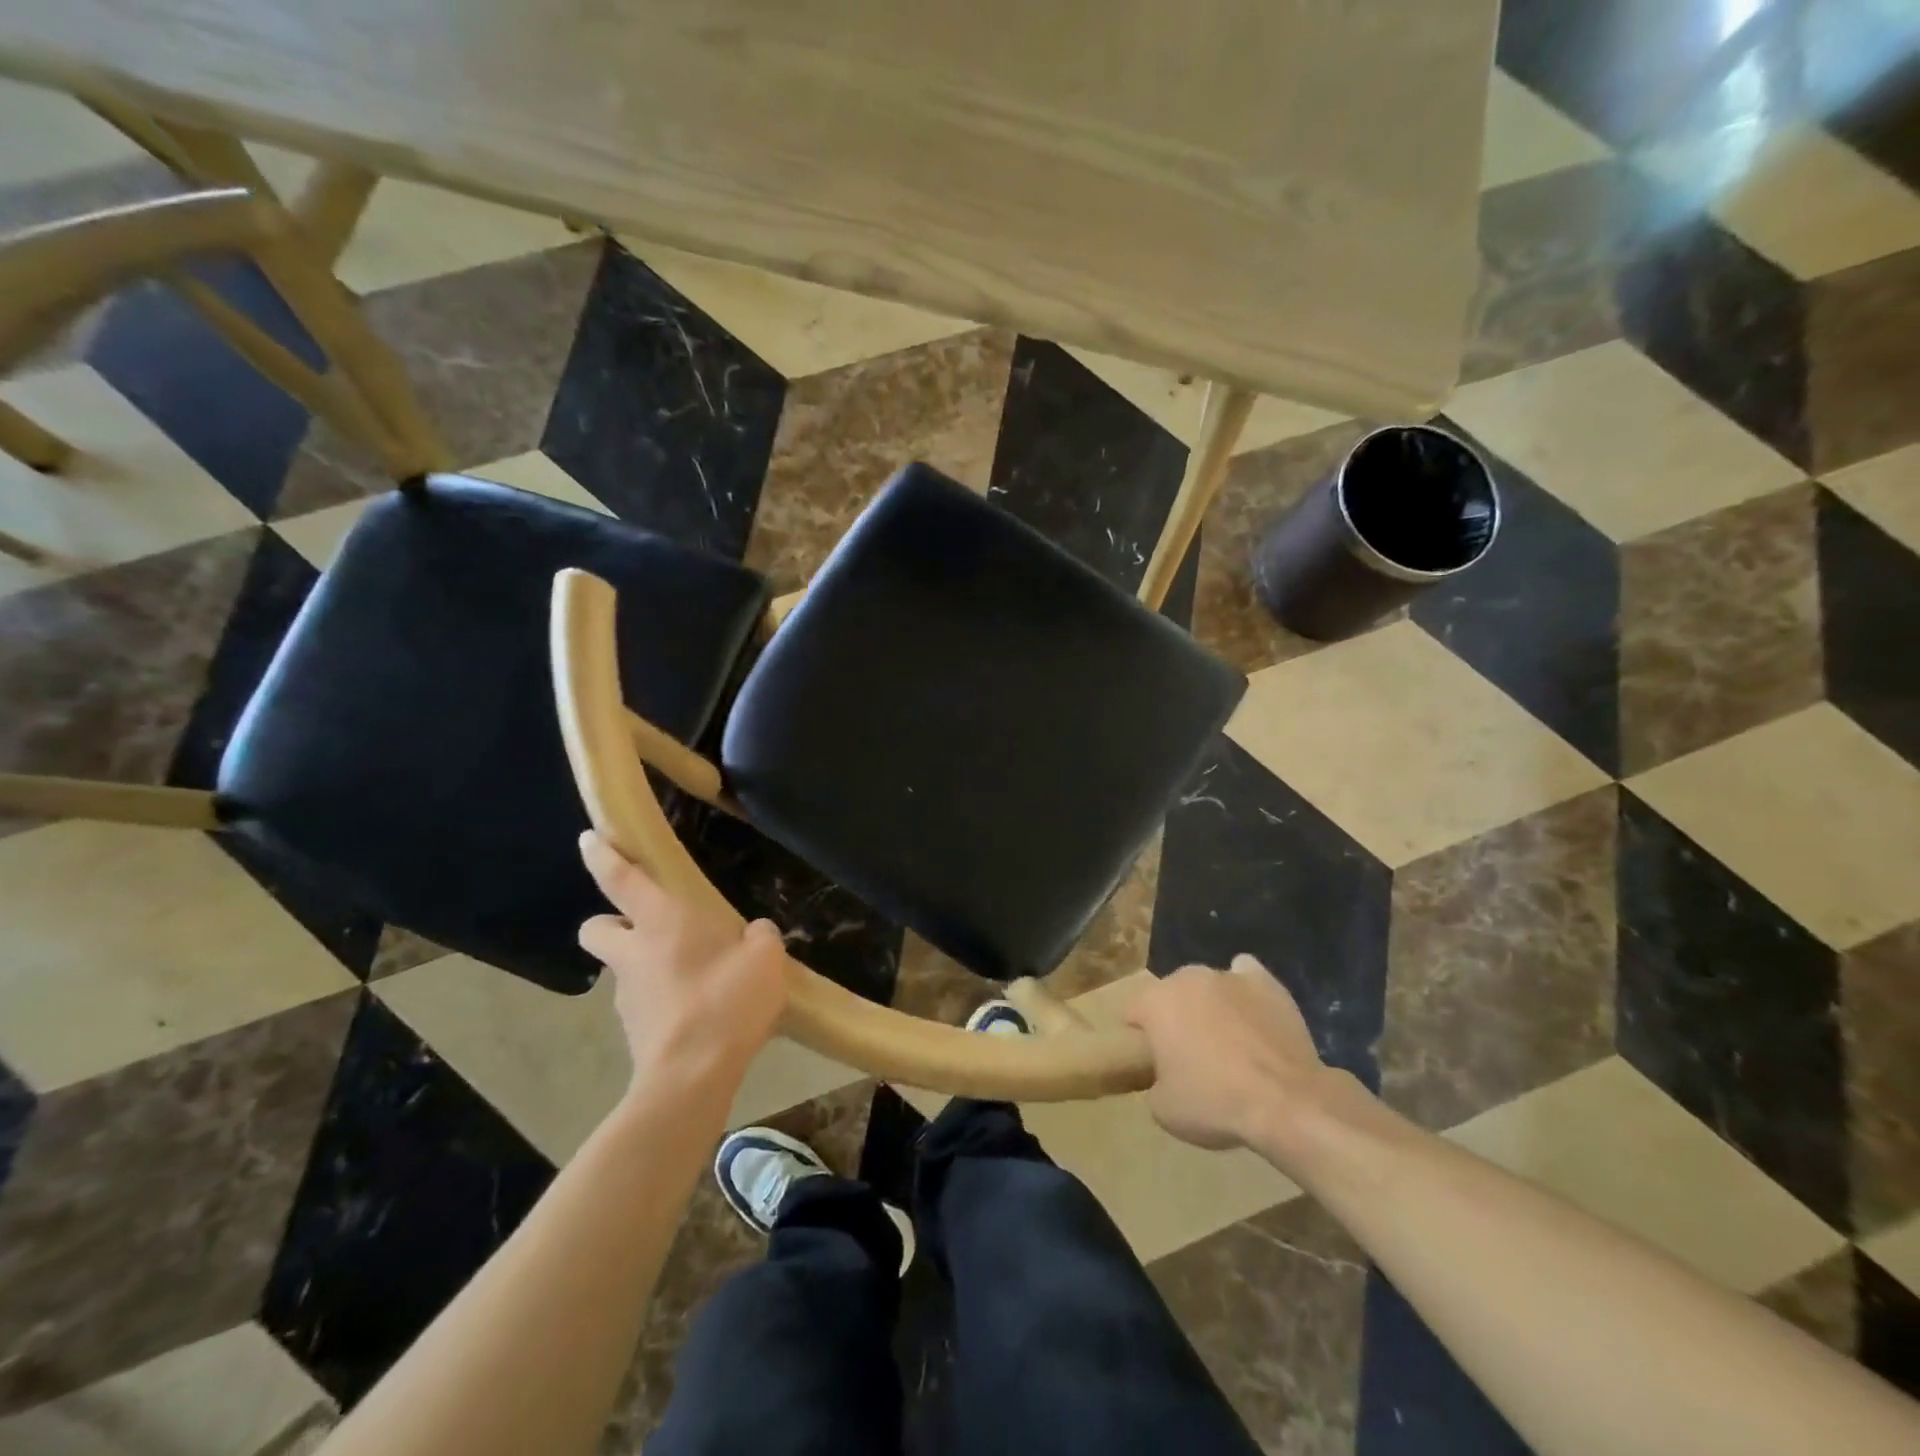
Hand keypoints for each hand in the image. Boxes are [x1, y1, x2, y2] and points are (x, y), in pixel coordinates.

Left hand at [577, 832, 788, 1095]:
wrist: (692, 1076)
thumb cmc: (726, 1000)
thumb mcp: (765, 958)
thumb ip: (760, 937)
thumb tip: (754, 934)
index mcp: (662, 921)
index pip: (621, 878)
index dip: (603, 855)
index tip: (588, 839)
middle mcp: (634, 952)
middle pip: (597, 928)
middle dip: (611, 923)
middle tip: (648, 930)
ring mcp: (628, 995)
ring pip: (623, 968)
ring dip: (647, 966)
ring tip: (698, 980)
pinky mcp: (634, 1030)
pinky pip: (645, 1003)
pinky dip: (663, 1001)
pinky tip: (700, 1013)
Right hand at [1124, 957, 1329, 1152]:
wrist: (1286, 1102)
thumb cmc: (1215, 1103)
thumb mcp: (1163, 1109)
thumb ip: (1154, 1080)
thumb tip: (1165, 1073)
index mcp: (1156, 1002)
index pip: (1132, 1011)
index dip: (1138, 1036)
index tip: (1150, 1060)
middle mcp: (1187, 978)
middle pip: (1170, 994)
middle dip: (1174, 1017)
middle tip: (1189, 1053)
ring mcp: (1228, 976)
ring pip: (1206, 985)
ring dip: (1208, 1005)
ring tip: (1226, 1039)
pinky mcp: (1266, 983)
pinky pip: (1245, 974)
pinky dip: (1242, 990)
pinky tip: (1249, 1010)